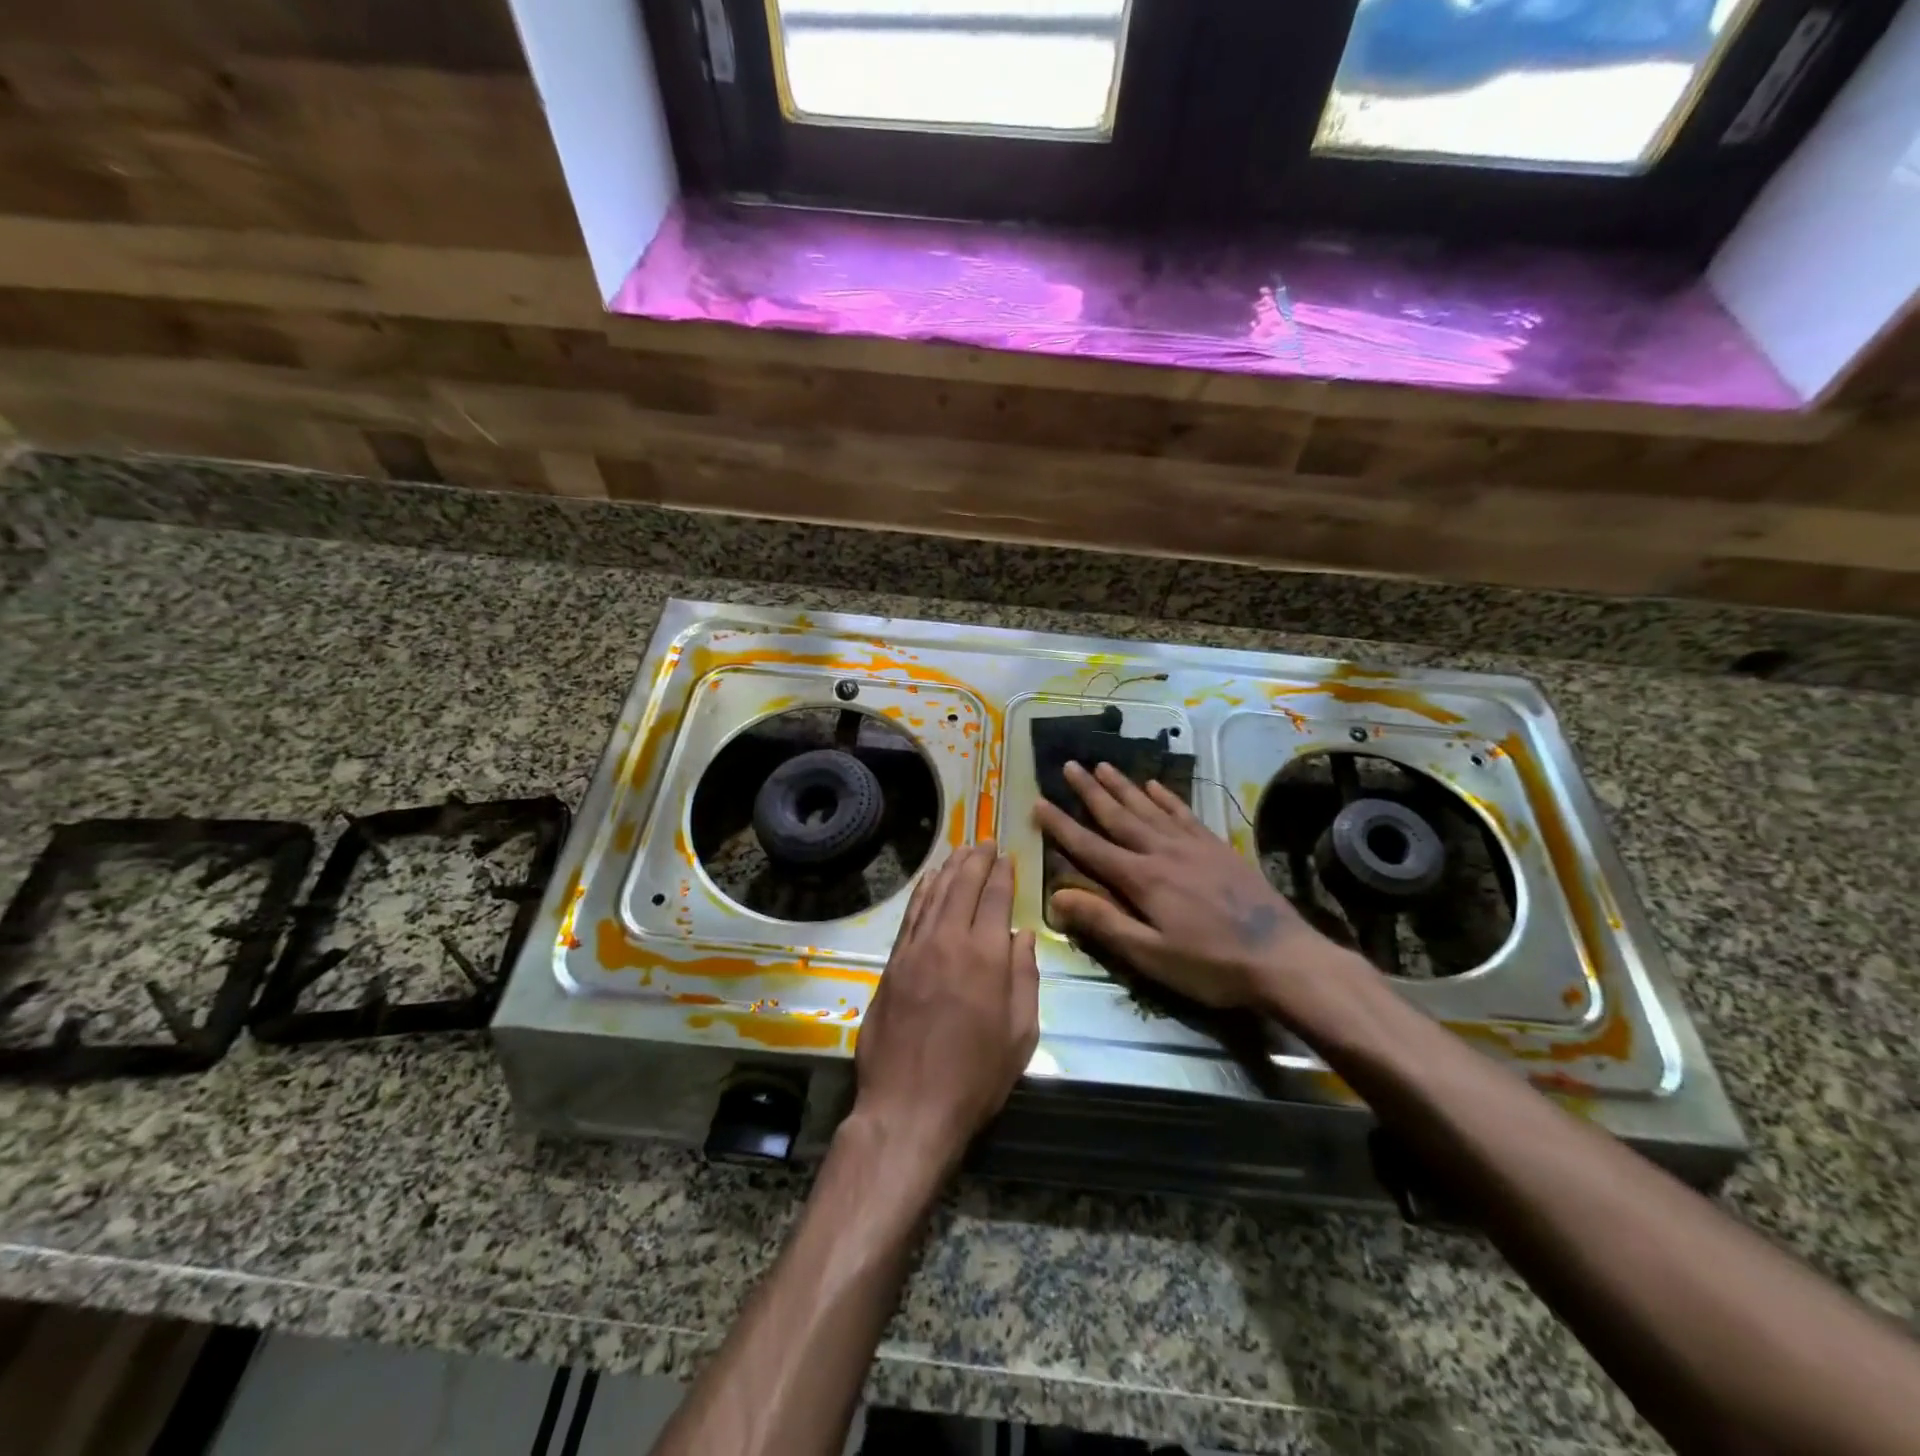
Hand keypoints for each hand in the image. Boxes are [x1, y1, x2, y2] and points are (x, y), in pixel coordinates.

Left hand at [852, 843, 1038, 1174]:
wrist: (909, 1107)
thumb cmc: (976, 1078)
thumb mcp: (1021, 1035)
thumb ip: (1025, 979)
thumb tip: (1021, 937)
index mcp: (986, 957)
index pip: (995, 898)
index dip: (1003, 873)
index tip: (1008, 855)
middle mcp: (949, 941)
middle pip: (963, 886)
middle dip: (976, 860)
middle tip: (986, 841)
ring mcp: (915, 950)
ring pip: (934, 895)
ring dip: (949, 868)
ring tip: (960, 850)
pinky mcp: (893, 964)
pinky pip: (910, 916)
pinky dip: (922, 892)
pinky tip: (929, 881)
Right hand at [1034, 762, 1364, 1013]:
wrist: (1283, 958)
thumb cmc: (1211, 965)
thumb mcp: (1152, 955)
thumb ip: (1105, 923)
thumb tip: (1058, 896)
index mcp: (1142, 879)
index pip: (1090, 847)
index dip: (1061, 826)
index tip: (1039, 802)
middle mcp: (1162, 852)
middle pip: (1118, 816)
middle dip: (1090, 791)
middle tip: (1069, 765)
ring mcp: (1193, 845)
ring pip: (1149, 807)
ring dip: (1123, 786)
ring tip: (1102, 765)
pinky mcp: (1217, 847)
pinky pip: (1184, 813)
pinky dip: (1166, 797)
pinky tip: (1155, 785)